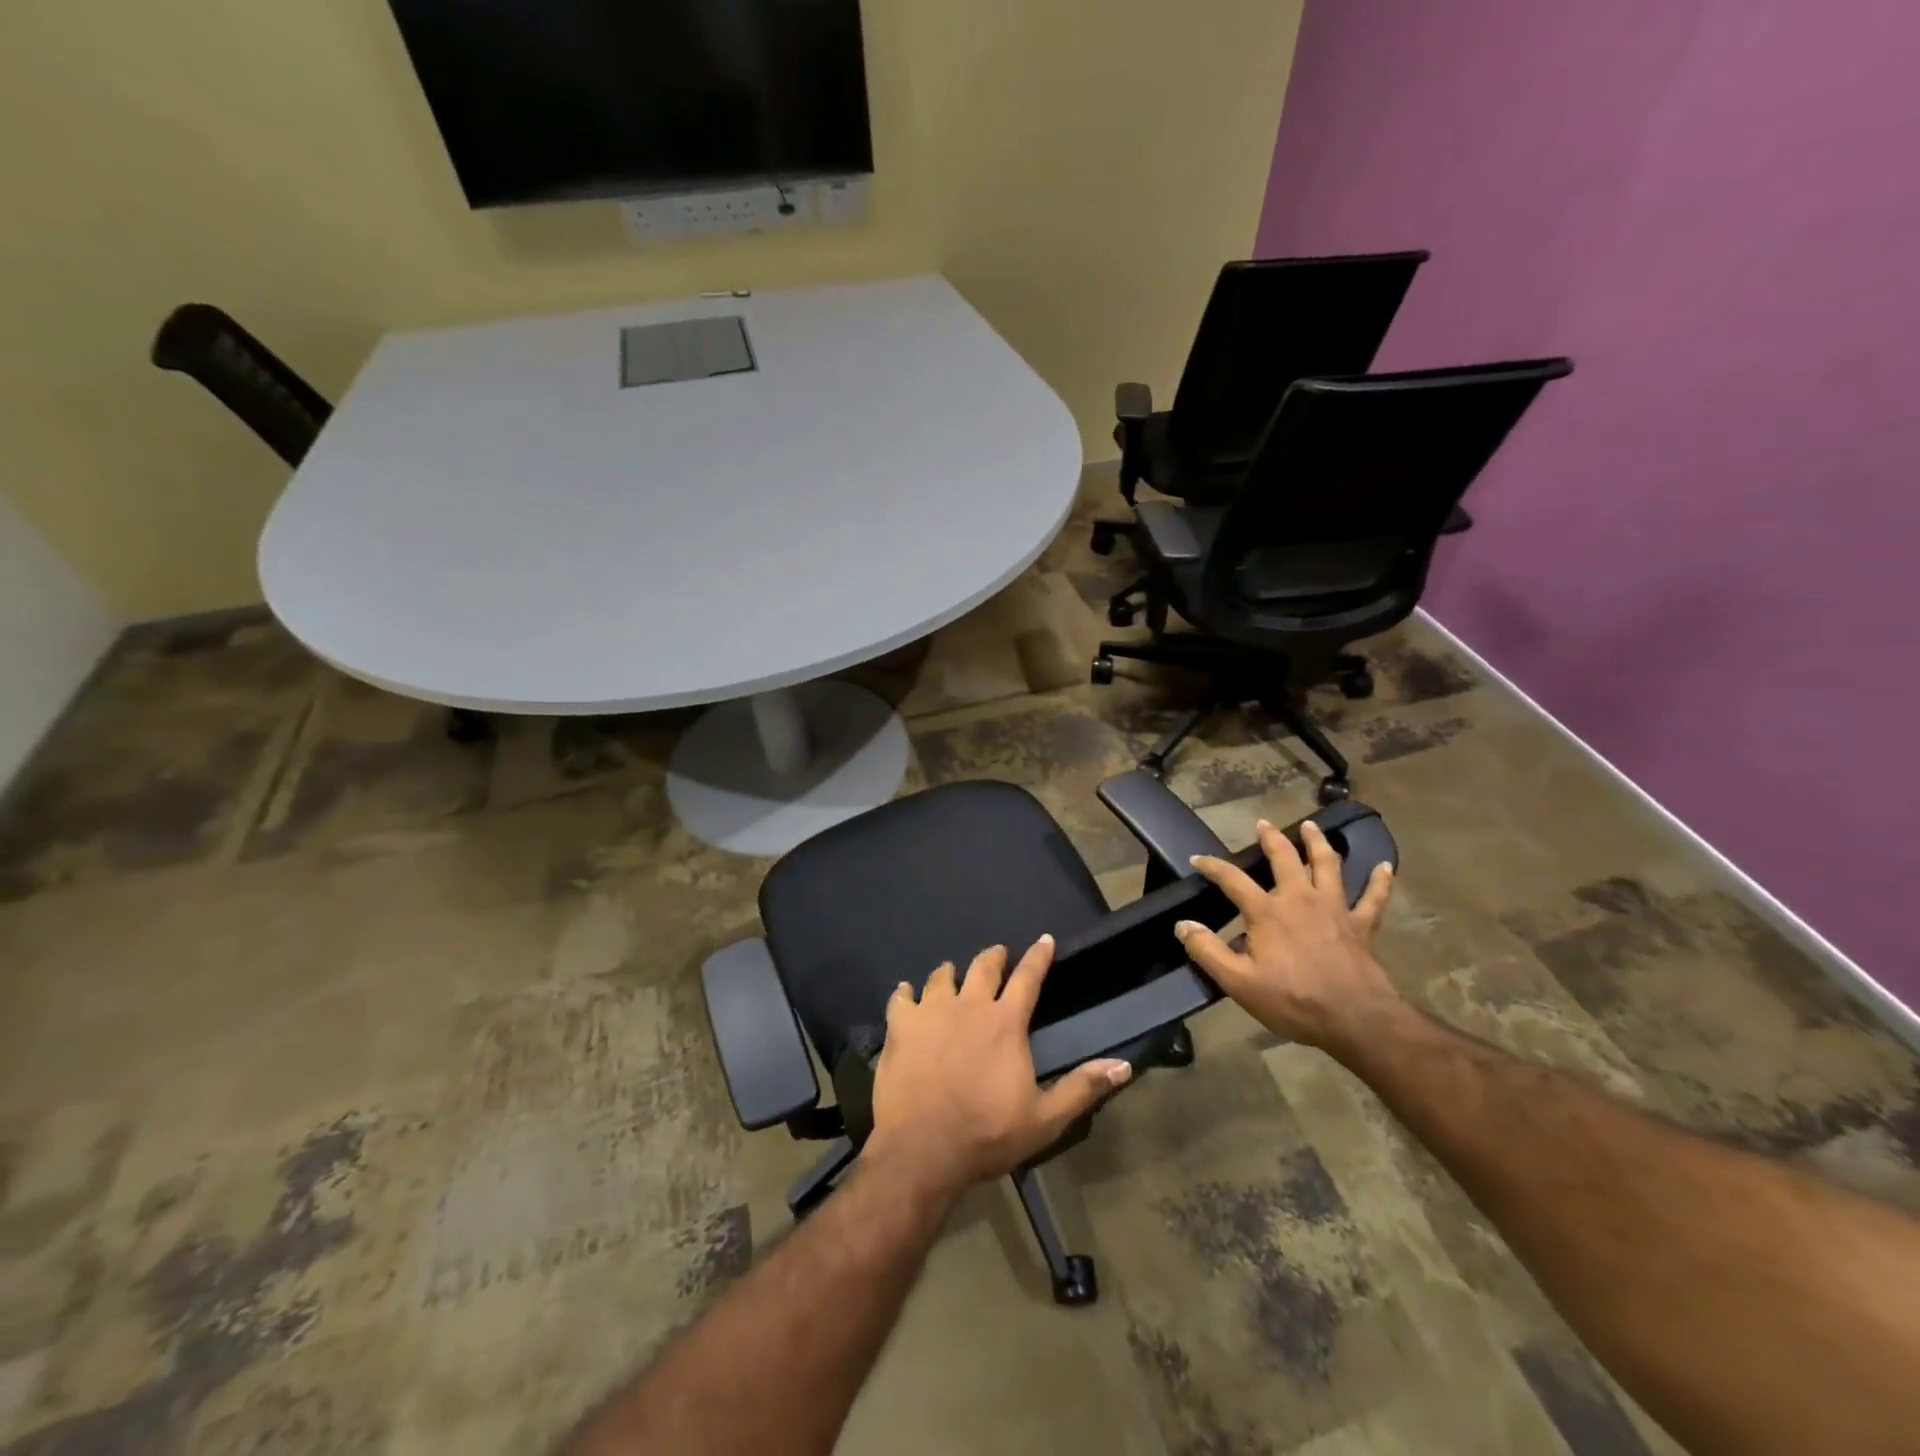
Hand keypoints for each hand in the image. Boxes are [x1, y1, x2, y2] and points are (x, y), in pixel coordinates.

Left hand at [866, 938, 1132, 1200]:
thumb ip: (1082, 1088)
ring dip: (950, 973)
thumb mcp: (1045, 1120)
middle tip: (997, 954)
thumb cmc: (987, 1134)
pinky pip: (901, 997)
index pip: (1027, 977)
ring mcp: (931, 1012)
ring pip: (941, 977)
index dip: (1038, 956)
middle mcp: (969, 1006)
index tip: (1044, 939)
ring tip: (951, 973)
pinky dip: (906, 993)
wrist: (922, 1149)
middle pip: (983, 967)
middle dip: (994, 957)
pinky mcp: (900, 1026)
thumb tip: (1123, 1065)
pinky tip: (906, 994)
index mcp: (1005, 1023)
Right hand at [1175, 818, 1398, 1051]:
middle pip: (1285, 858)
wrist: (1355, 1019)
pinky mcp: (1361, 925)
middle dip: (1271, 839)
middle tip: (1263, 824)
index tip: (1197, 859)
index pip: (1232, 879)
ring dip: (1318, 843)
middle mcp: (1300, 899)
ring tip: (1310, 826)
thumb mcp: (1238, 982)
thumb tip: (1183, 925)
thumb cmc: (1293, 1001)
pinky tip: (1385, 866)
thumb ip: (1207, 951)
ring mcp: (1334, 908)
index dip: (1212, 866)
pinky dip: (1380, 881)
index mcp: (1267, 912)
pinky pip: (1373, 897)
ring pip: (1328, 865)